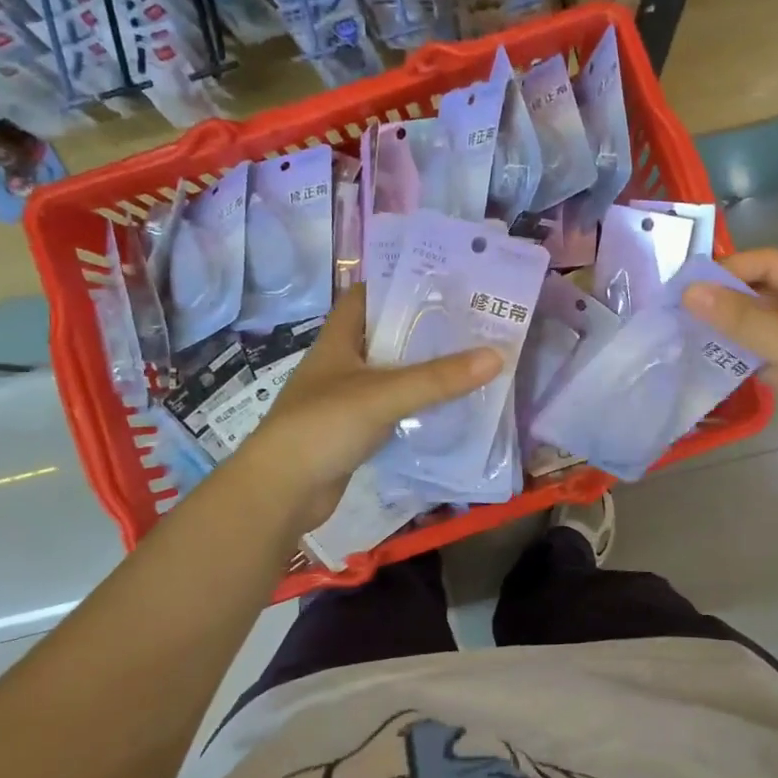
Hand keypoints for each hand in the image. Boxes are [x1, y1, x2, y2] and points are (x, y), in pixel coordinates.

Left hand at [239, 286, 501, 532]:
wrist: (280, 491)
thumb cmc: (323, 426)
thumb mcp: (384, 395)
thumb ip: (438, 378)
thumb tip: (497, 355)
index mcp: (337, 341)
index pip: (363, 297)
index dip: (395, 285)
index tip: (439, 285)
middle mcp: (340, 365)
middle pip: (384, 336)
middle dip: (422, 330)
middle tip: (468, 325)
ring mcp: (344, 400)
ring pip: (390, 375)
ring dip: (421, 371)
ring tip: (467, 362)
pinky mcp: (352, 432)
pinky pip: (391, 410)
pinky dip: (415, 407)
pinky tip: (445, 409)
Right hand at [683, 249, 777, 503]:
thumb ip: (741, 318)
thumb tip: (689, 291)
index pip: (773, 263)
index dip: (731, 269)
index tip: (687, 284)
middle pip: (764, 292)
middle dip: (724, 298)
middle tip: (677, 308)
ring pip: (760, 326)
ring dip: (727, 327)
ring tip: (682, 331)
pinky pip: (761, 355)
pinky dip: (736, 355)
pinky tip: (704, 358)